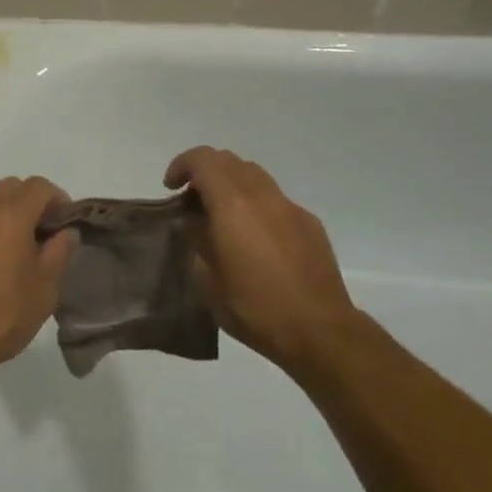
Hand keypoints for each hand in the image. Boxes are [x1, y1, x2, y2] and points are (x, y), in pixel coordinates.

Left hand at [0, 176, 75, 386]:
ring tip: (16, 252)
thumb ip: (59, 254)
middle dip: (32, 203)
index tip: (66, 225)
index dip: (59, 200)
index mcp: (9, 214)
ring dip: (7, 215)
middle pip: (12, 187)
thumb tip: (66, 232)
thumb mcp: (42, 291)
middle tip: (43, 236)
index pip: (40, 186)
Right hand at [165, 147, 353, 376]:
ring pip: (254, 174)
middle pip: (229, 160)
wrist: (320, 331)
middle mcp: (262, 194)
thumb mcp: (209, 280)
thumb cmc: (255, 308)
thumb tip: (193, 222)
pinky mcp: (309, 223)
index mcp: (233, 203)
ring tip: (222, 214)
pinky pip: (275, 199)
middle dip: (205, 171)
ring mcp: (289, 206)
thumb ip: (197, 240)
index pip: (203, 160)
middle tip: (193, 200)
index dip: (182, 165)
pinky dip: (256, 203)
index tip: (171, 187)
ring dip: (232, 183)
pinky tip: (255, 236)